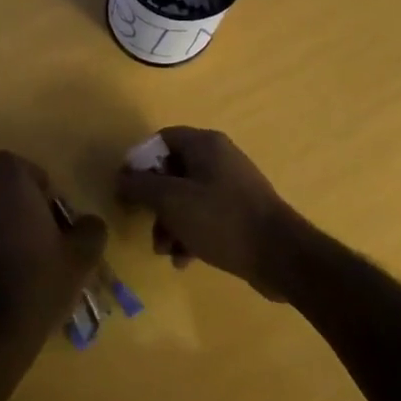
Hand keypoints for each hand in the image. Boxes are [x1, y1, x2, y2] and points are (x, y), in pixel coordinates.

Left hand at [0, 151, 106, 350]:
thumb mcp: (81, 256)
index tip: (49, 202)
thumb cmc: (38, 281)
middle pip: (0, 191)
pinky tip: (11, 286)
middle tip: (48, 236)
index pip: (10, 161)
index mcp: (9, 189)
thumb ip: (91, 229)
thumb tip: (88, 222)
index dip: (31, 176)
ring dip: (7, 232)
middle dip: (22, 207)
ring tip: (32, 265)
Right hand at [116, 127, 310, 300]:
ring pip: (187, 198)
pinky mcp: (240, 212)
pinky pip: (205, 216)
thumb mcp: (172, 201)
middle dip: (156, 202)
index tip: (126, 188)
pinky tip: (185, 260)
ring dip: (170, 224)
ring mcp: (232, 185)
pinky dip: (191, 234)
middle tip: (147, 226)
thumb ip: (141, 186)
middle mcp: (219, 158)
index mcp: (205, 144)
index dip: (140, 161)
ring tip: (166, 252)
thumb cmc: (221, 219)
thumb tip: (121, 177)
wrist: (280, 255)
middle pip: (173, 171)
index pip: (162, 139)